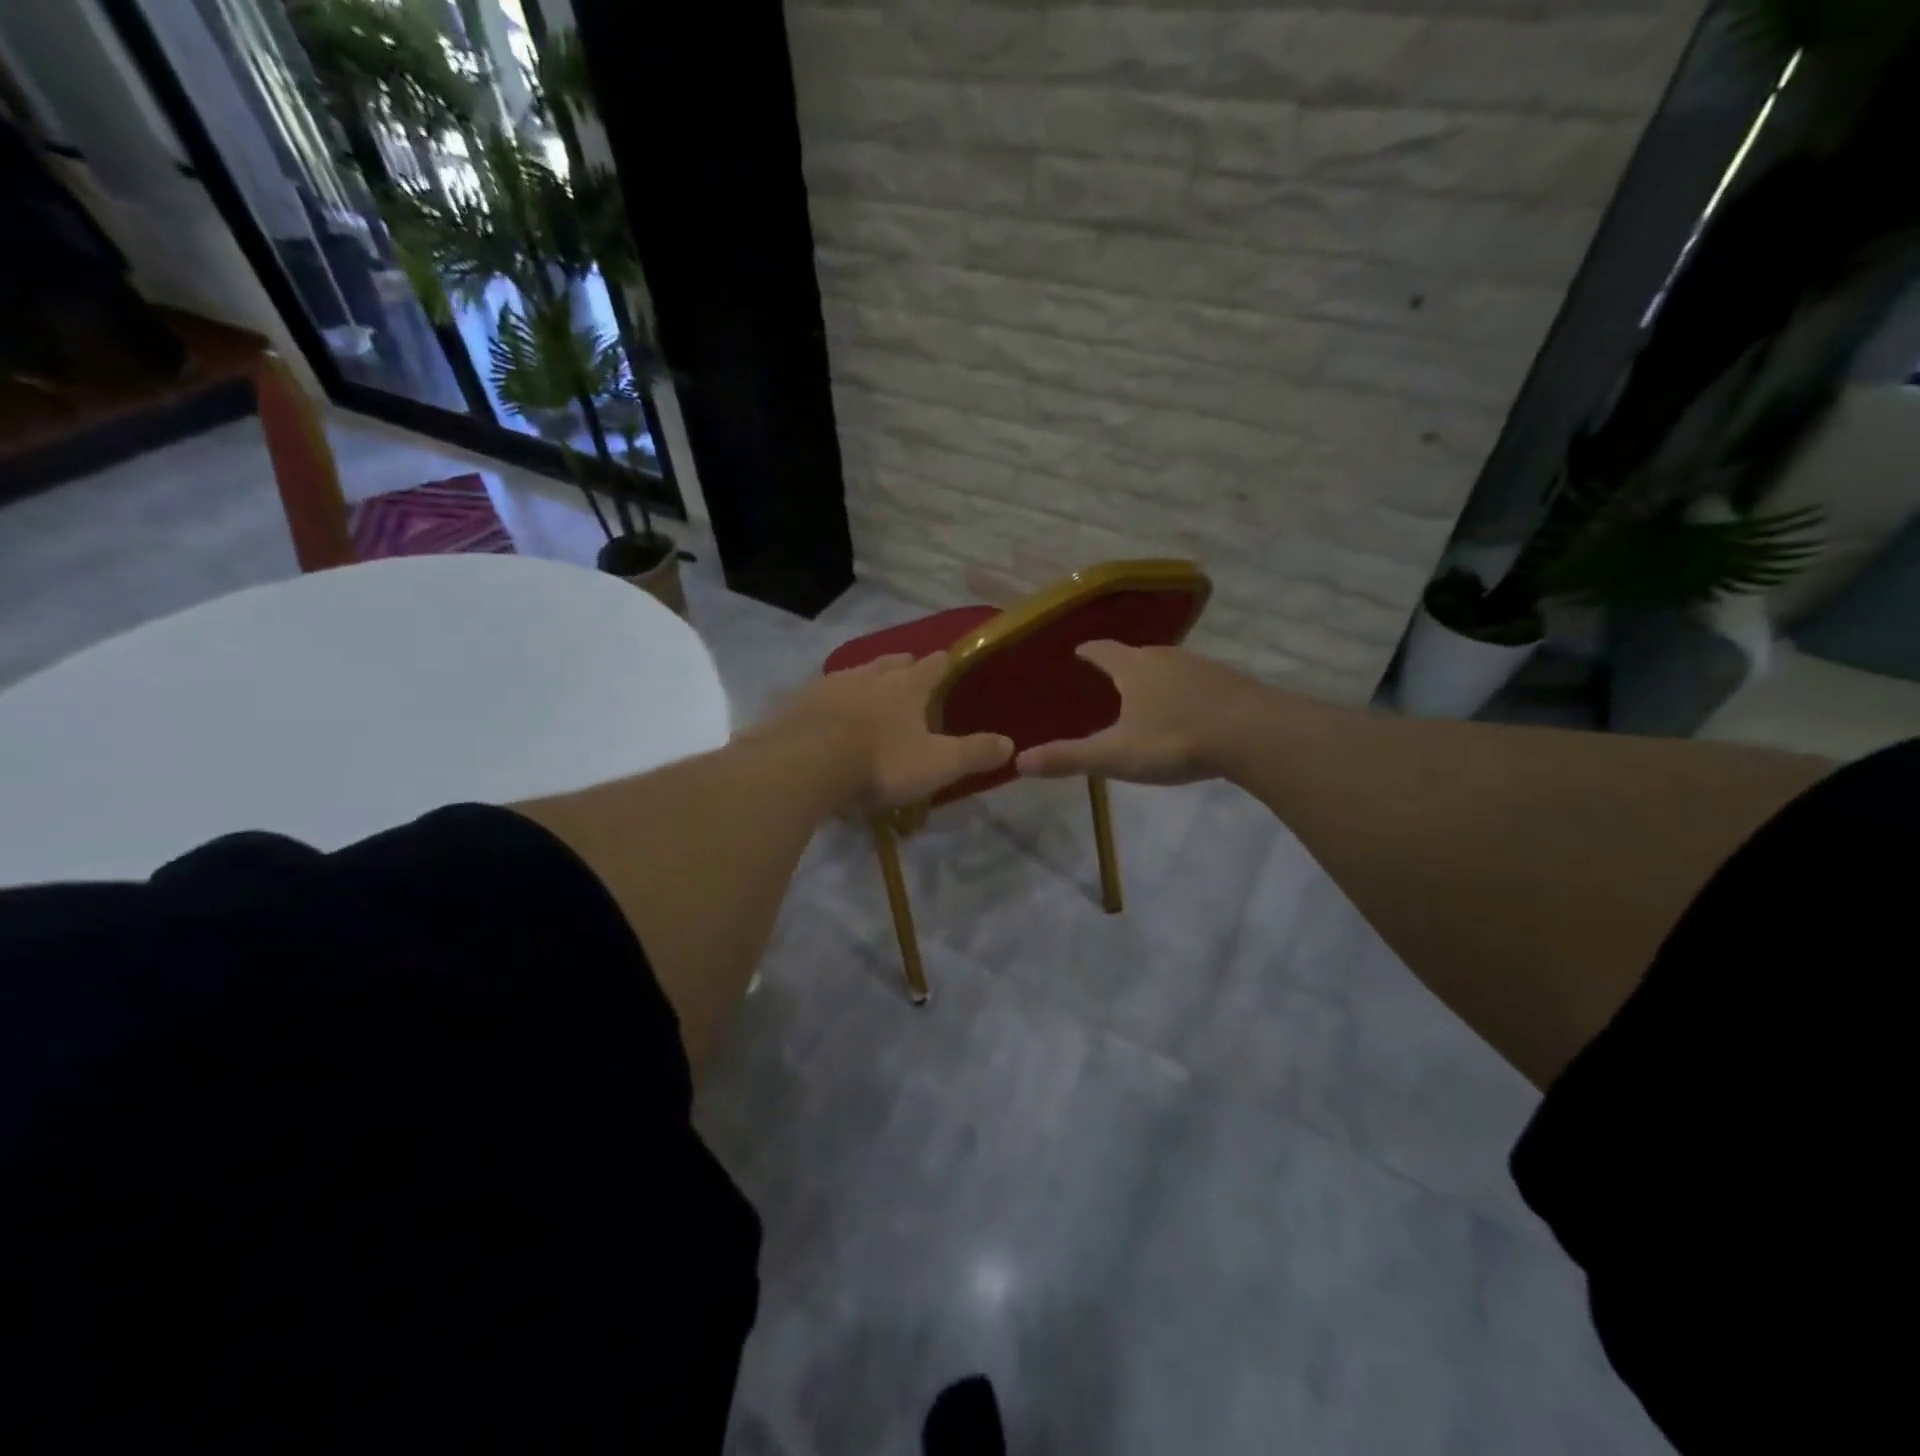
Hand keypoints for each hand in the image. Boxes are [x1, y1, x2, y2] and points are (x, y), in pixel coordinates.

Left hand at [767, 654, 1012, 812]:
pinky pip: (823, 694)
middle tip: (911, 675)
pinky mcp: (799, 703)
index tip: (950, 662)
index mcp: (907, 686)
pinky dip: (833, 701)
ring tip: (871, 693)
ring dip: (867, 680)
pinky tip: (830, 716)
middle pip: (892, 662)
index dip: (945, 664)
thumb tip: (1010, 743)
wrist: (805, 764)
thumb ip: (974, 753)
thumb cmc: (880, 762)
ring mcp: (831, 685)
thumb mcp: (937, 764)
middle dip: (904, 666)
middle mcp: (870, 675)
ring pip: (856, 673)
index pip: (934, 665)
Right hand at [1016, 641, 1266, 784]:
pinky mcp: (1228, 683)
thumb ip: (1068, 758)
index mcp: (1133, 667)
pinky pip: (1195, 681)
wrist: (1253, 735)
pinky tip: (1185, 710)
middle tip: (1106, 678)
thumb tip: (1019, 761)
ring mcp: (1200, 667)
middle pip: (1135, 655)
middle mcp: (1165, 657)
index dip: (1087, 652)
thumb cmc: (1175, 740)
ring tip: (1143, 695)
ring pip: (1167, 666)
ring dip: (1152, 677)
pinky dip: (1182, 691)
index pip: (1101, 650)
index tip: (1078, 652)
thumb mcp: (1115, 755)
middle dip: (1119, 664)